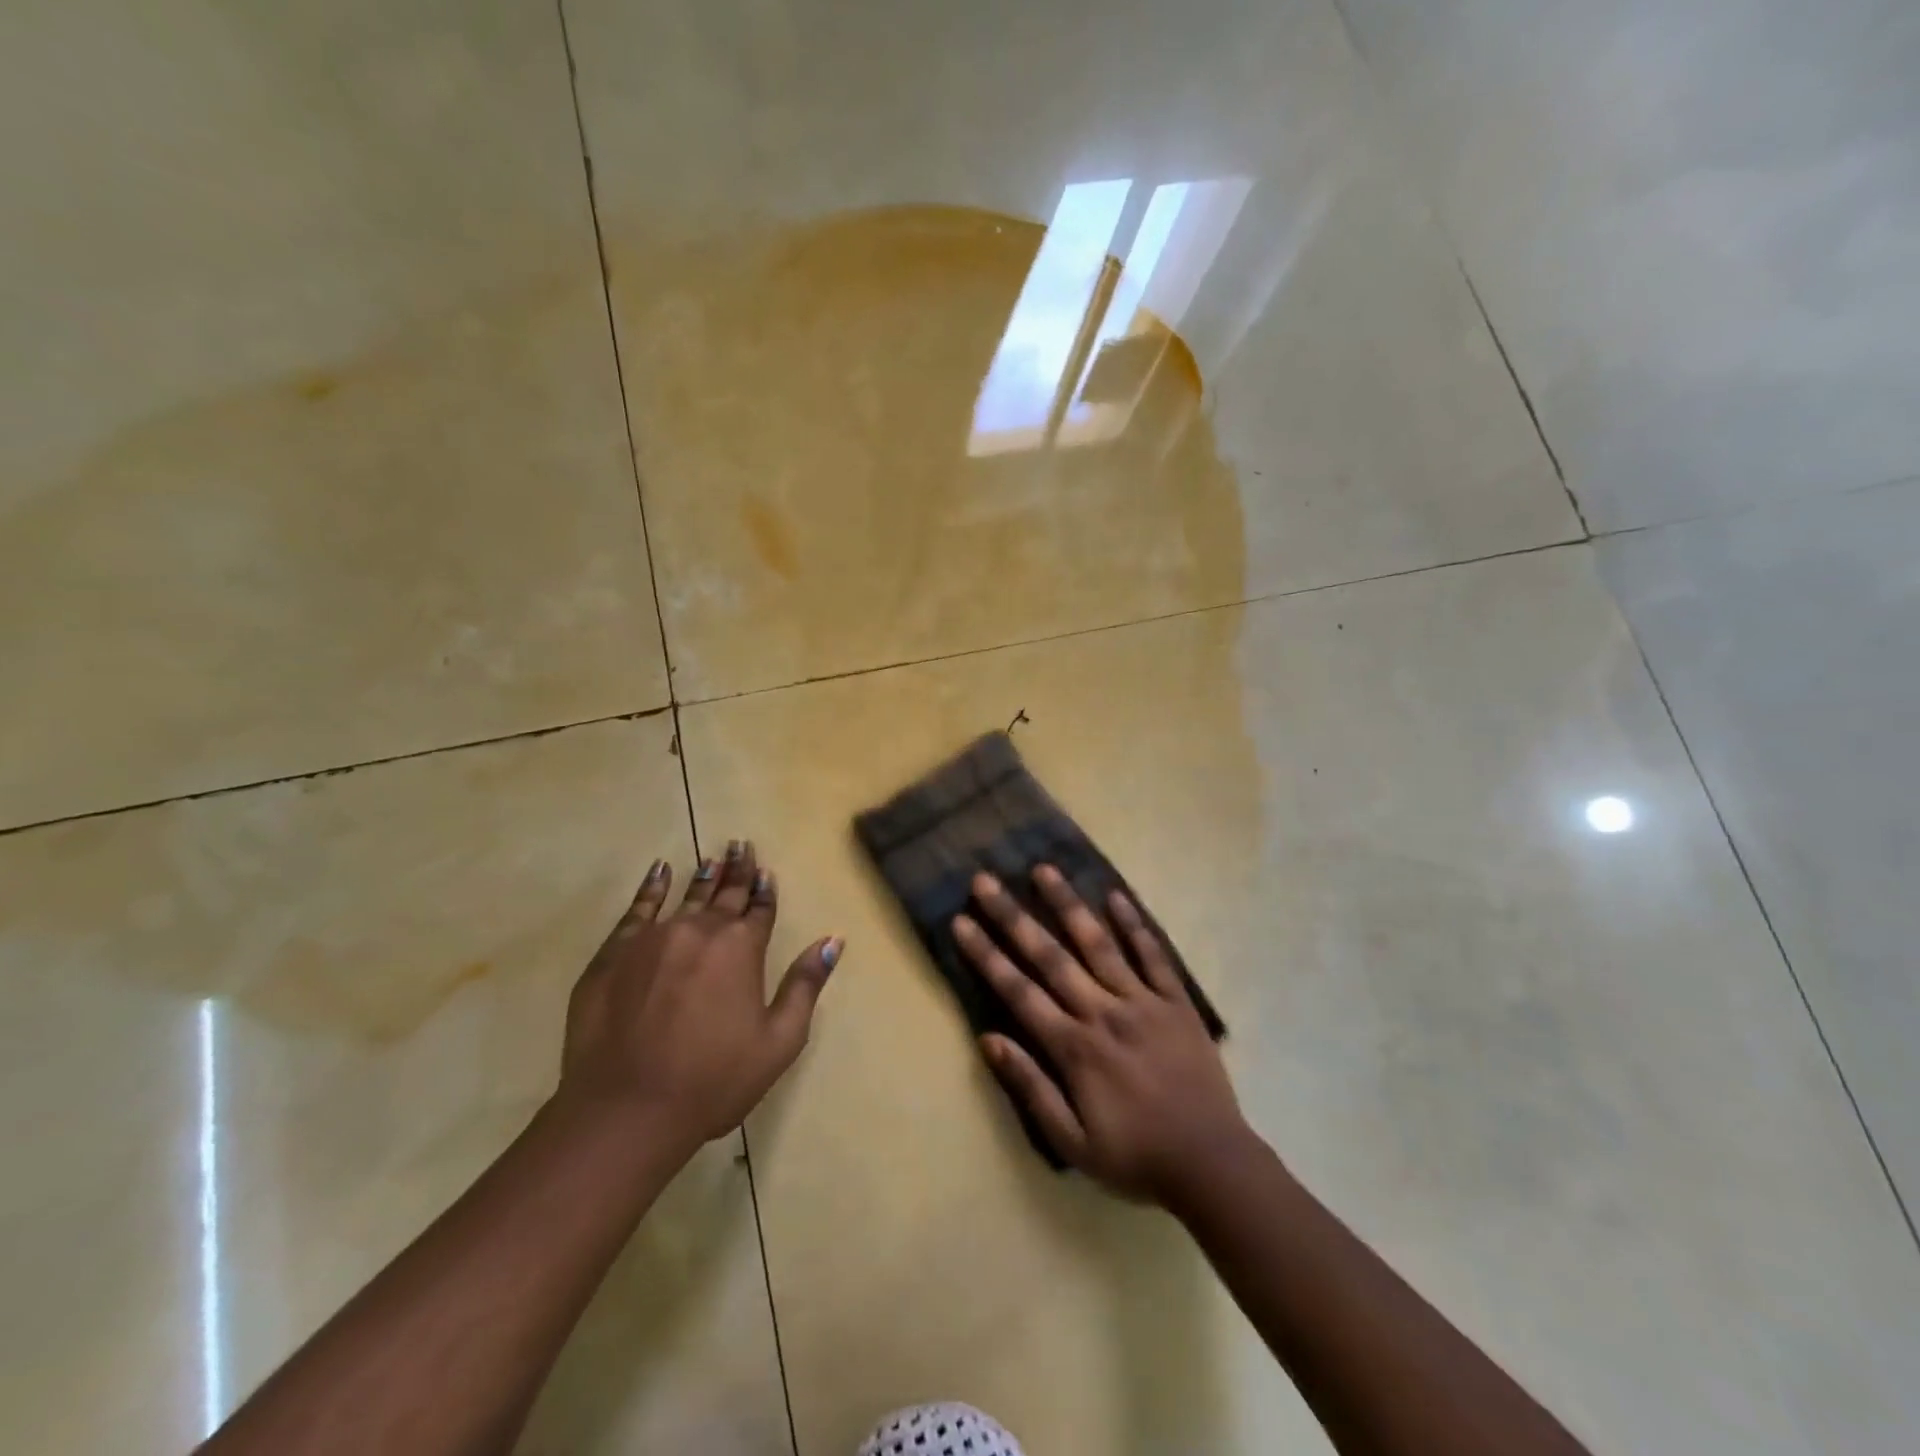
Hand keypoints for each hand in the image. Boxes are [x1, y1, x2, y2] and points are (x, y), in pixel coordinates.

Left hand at [558, 841, 842, 1149]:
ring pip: (686, 895)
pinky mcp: (615, 952)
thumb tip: (834, 940)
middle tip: (742, 845)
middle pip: (726, 894)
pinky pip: (638, 908)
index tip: (767, 871)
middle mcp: (702, 930)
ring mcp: (655, 937)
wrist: (627, 1110)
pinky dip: (652, 887)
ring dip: (703, 875)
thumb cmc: (714, 1080)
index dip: (765, 891)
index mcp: (743, 949)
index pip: (760, 909)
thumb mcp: (779, 1041)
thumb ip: (806, 984)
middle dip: (738, 870)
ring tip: (714, 856)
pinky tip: (660, 871)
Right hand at [953, 865, 1249, 1204]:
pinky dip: (1134, 925)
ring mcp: (1142, 1001)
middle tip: (985, 882)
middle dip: (1013, 917)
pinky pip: (1153, 955)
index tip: (961, 922)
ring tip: (1044, 870)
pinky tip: (1115, 896)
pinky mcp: (1176, 1001)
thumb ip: (1031, 1087)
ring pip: (1098, 944)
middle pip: (1050, 956)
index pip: (1019, 991)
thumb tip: (989, 1040)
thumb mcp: (1072, 1142)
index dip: (987, 955)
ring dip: (1068, 904)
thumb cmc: (1135, 1156)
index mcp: (1074, 1047)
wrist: (1212, 1163)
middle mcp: (1103, 1012)